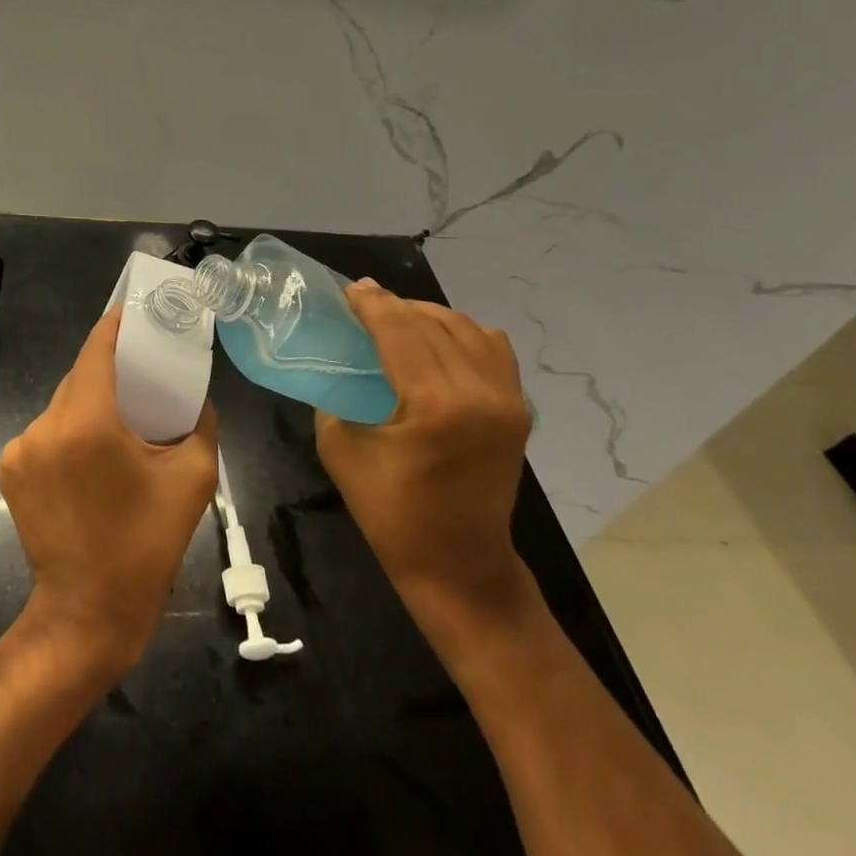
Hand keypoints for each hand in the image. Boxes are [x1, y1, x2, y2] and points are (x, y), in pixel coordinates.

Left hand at [0, 308, 219, 678]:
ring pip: (63, 403)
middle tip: (143, 371)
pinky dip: (70, 430)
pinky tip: (92, 453)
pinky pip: (47, 431)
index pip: (97, 348)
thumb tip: (197, 398)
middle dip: (111, 368)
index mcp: (88, 422)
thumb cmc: (145, 546)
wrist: (86, 613)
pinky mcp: (10, 468)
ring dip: (91, 402)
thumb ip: (201, 425)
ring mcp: (21, 447)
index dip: (117, 325)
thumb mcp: (192, 480)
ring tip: (122, 420)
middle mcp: (46, 425)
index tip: (137, 313)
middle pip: (80, 375)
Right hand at [316, 280, 532, 624]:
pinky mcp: (518, 409)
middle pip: (431, 323)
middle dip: (394, 306)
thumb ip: (337, 396)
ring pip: (465, 328)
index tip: (350, 289)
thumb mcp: (341, 450)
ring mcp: (507, 399)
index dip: (372, 304)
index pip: (400, 330)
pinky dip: (462, 333)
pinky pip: (492, 348)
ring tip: (397, 319)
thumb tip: (338, 362)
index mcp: (435, 404)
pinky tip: (437, 341)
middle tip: (364, 302)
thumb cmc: (392, 515)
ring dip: (427, 316)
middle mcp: (479, 392)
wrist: (460, 566)